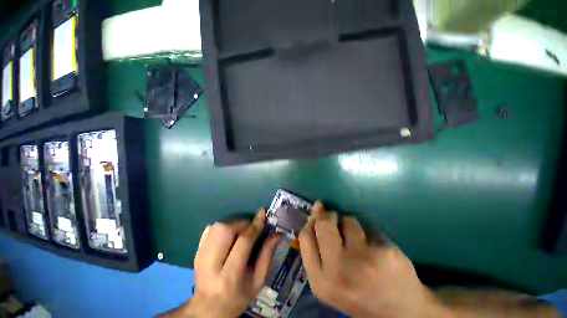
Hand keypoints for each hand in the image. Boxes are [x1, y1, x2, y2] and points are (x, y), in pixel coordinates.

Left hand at [182, 210, 281, 317]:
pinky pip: (210, 230)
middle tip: (251, 228)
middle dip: (242, 223)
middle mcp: (211, 265)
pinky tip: (228, 237)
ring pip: (217, 227)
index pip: (244, 242)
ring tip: (240, 232)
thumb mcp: (258, 281)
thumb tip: (277, 233)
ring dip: (233, 224)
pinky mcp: (196, 252)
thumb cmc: (238, 297)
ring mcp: (200, 257)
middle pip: (226, 230)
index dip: (255, 225)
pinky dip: (222, 228)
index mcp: (229, 277)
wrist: (208, 309)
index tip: (262, 213)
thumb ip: (267, 255)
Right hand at [298, 201, 439, 317]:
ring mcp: (363, 261)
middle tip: (335, 219)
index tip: (318, 216)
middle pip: (323, 223)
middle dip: (328, 216)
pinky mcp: (386, 253)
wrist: (400, 315)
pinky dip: (369, 231)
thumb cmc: (358, 293)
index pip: (305, 237)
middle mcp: (338, 271)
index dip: (311, 222)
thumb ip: (318, 248)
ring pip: (348, 220)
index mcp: (321, 281)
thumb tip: (317, 208)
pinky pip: (369, 226)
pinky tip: (376, 246)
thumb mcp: (330, 279)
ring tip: (359, 241)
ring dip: (351, 224)